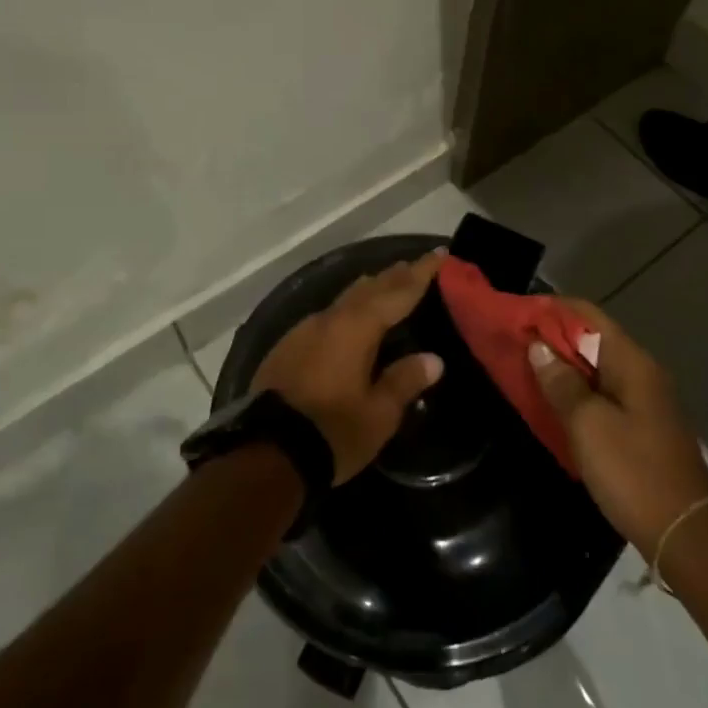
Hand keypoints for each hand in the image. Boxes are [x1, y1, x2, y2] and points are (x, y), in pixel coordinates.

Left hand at [253, 251, 444, 483]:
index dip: (421, 272)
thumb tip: (433, 359)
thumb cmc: (332, 432)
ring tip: (385, 286)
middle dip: (394, 276)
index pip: (398, 291)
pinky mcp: (286, 347)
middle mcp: (329, 319)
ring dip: (368, 291)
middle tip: (414, 266)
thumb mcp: (379, 414)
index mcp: (357, 327)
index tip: (439, 253)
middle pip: (368, 288)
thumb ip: (405, 380)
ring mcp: (303, 331)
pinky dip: (347, 312)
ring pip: (344, 300)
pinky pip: (326, 318)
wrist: (268, 453)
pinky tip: (349, 322)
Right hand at [528, 300, 707, 559]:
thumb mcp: (588, 425)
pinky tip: (553, 404)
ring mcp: (645, 401)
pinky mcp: (642, 427)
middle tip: (513, 344)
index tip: (516, 315)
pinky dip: (576, 392)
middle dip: (553, 339)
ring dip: (562, 367)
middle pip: (592, 339)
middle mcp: (642, 373)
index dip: (552, 310)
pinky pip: (602, 395)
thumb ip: (561, 382)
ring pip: (596, 369)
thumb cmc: (633, 472)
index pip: (588, 315)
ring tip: (525, 370)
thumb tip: (538, 346)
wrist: (686, 535)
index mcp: (632, 362)